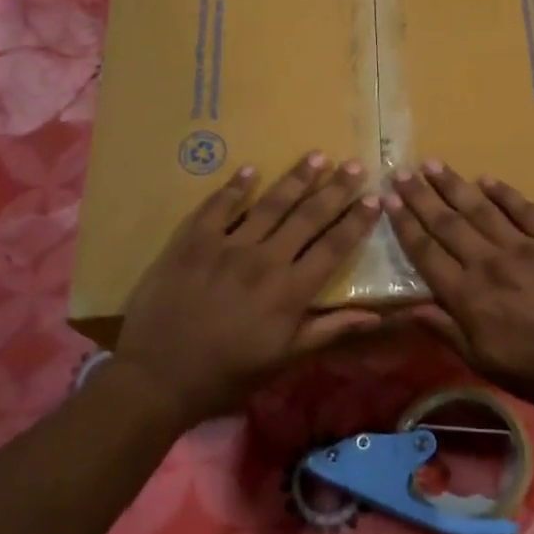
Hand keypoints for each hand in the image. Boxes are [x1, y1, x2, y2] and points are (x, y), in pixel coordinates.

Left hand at [115, 153, 382, 430]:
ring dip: (296, 179)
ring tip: (316, 156)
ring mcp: (226, 246)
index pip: (333, 247)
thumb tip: (375, 316)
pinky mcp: (192, 241)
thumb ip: (329, 331)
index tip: (375, 199)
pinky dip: (235, 187)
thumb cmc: (227, 374)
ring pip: (269, 204)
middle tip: (355, 165)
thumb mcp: (285, 360)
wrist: (158, 377)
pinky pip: (218, 206)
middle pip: (307, 216)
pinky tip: (250, 170)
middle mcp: (265, 260)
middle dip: (335, 189)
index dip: (357, 222)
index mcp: (290, 291)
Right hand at [385, 162, 533, 412]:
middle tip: (402, 171)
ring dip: (454, 185)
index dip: (405, 224)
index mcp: (468, 296)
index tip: (388, 199)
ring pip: (481, 209)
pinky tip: (486, 179)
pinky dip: (504, 192)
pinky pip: (525, 209)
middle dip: (421, 196)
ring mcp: (525, 247)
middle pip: (448, 223)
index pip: (426, 252)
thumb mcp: (484, 363)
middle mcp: (489, 264)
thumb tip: (409, 308)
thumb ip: (446, 331)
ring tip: (433, 165)